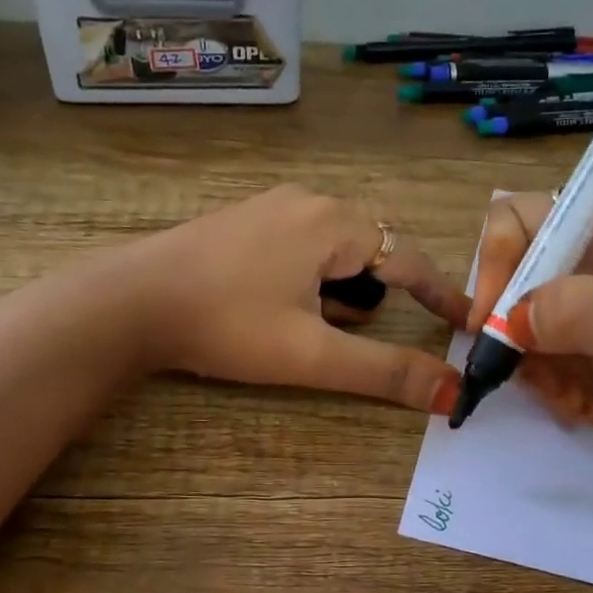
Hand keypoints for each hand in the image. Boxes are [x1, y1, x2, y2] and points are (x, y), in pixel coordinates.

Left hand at [120, 186, 468, 412]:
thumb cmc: (226, 324)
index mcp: (333, 223)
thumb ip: (385, 371)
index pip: (409, 259)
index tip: (465, 323)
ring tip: (293, 326)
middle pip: (368, 254)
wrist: (128, 302)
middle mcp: (307, 202)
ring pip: (330, 253)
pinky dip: (303, 281)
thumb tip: (452, 391)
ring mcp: (269, 207)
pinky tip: (265, 307)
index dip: (441, 295)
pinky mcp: (241, 221)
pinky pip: (297, 248)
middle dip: (365, 299)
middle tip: (331, 334)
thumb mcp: (312, 353)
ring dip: (332, 293)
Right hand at [467, 192, 592, 441]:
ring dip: (542, 372)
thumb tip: (506, 323)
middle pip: (518, 282)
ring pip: (532, 328)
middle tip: (532, 379)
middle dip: (519, 336)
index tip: (493, 324)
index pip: (519, 220)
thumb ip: (576, 311)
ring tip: (574, 406)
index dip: (496, 265)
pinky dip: (562, 388)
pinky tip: (588, 410)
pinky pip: (557, 359)